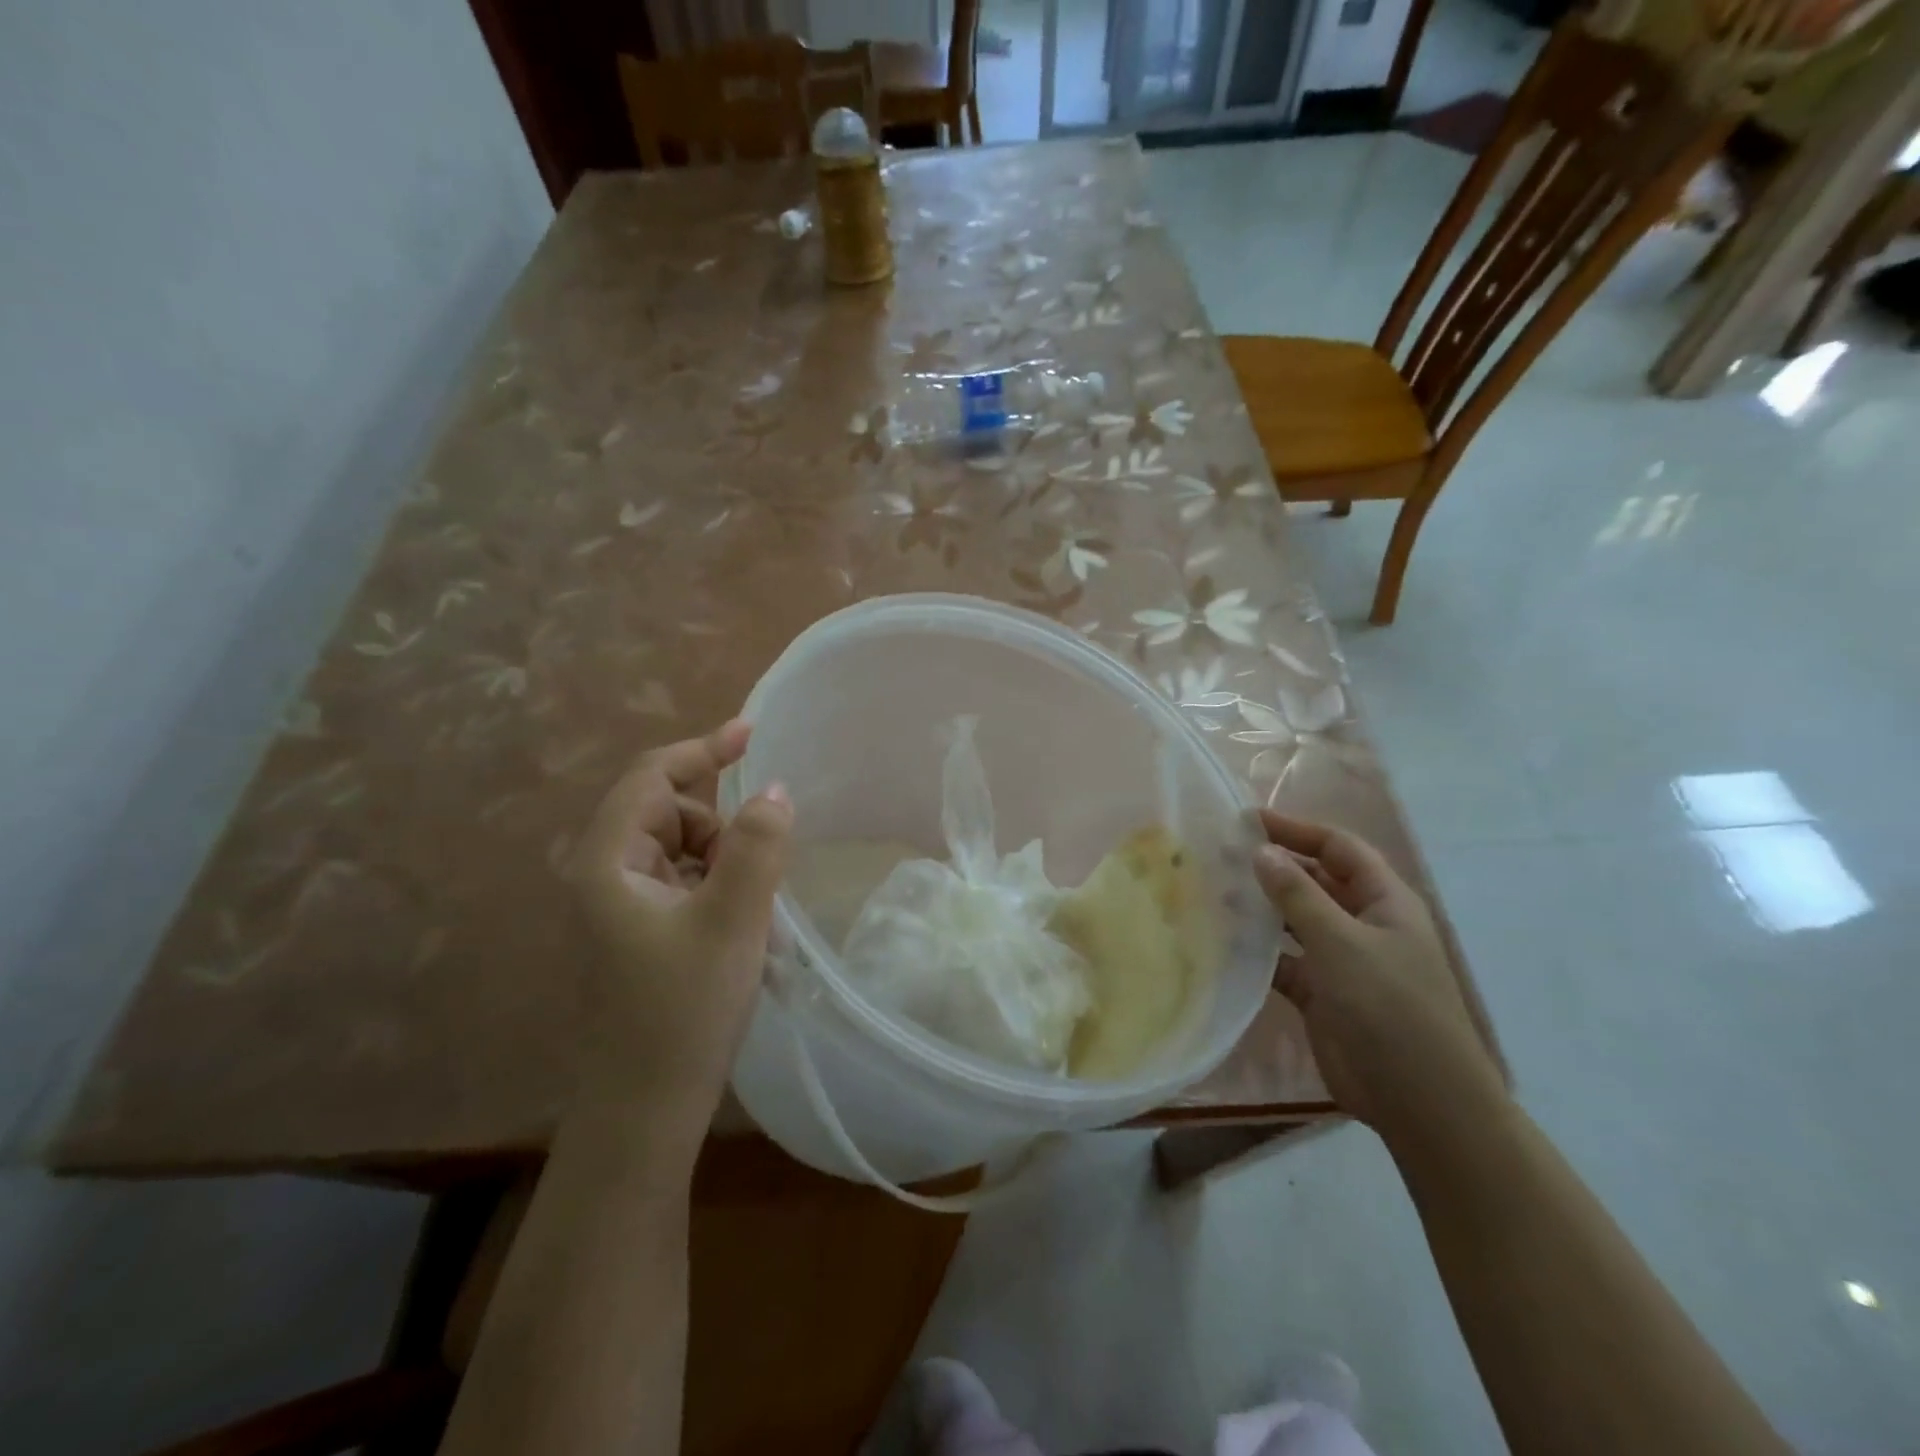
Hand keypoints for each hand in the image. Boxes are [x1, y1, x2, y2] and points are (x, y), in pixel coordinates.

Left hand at [570, 719, 792, 1160]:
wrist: (645, 1110)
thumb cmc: (683, 1010)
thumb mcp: (732, 919)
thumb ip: (757, 845)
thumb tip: (775, 789)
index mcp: (608, 861)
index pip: (652, 778)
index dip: (703, 749)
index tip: (753, 732)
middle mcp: (606, 874)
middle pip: (669, 812)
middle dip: (720, 825)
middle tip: (757, 870)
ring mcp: (622, 905)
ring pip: (683, 848)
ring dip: (724, 860)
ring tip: (751, 911)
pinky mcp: (641, 932)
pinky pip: (686, 881)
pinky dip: (719, 886)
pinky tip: (740, 927)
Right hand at [1253, 810, 1505, 1139]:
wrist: (1419, 1101)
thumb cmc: (1390, 1008)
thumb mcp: (1342, 942)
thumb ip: (1297, 895)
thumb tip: (1261, 851)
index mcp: (1384, 901)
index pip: (1338, 848)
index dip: (1297, 830)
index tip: (1248, 822)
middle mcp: (1363, 924)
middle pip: (1315, 880)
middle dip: (1273, 867)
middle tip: (1220, 856)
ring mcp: (1342, 960)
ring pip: (1295, 921)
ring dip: (1261, 908)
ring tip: (1213, 893)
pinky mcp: (1321, 994)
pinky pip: (1283, 961)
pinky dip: (1257, 952)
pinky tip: (1222, 942)